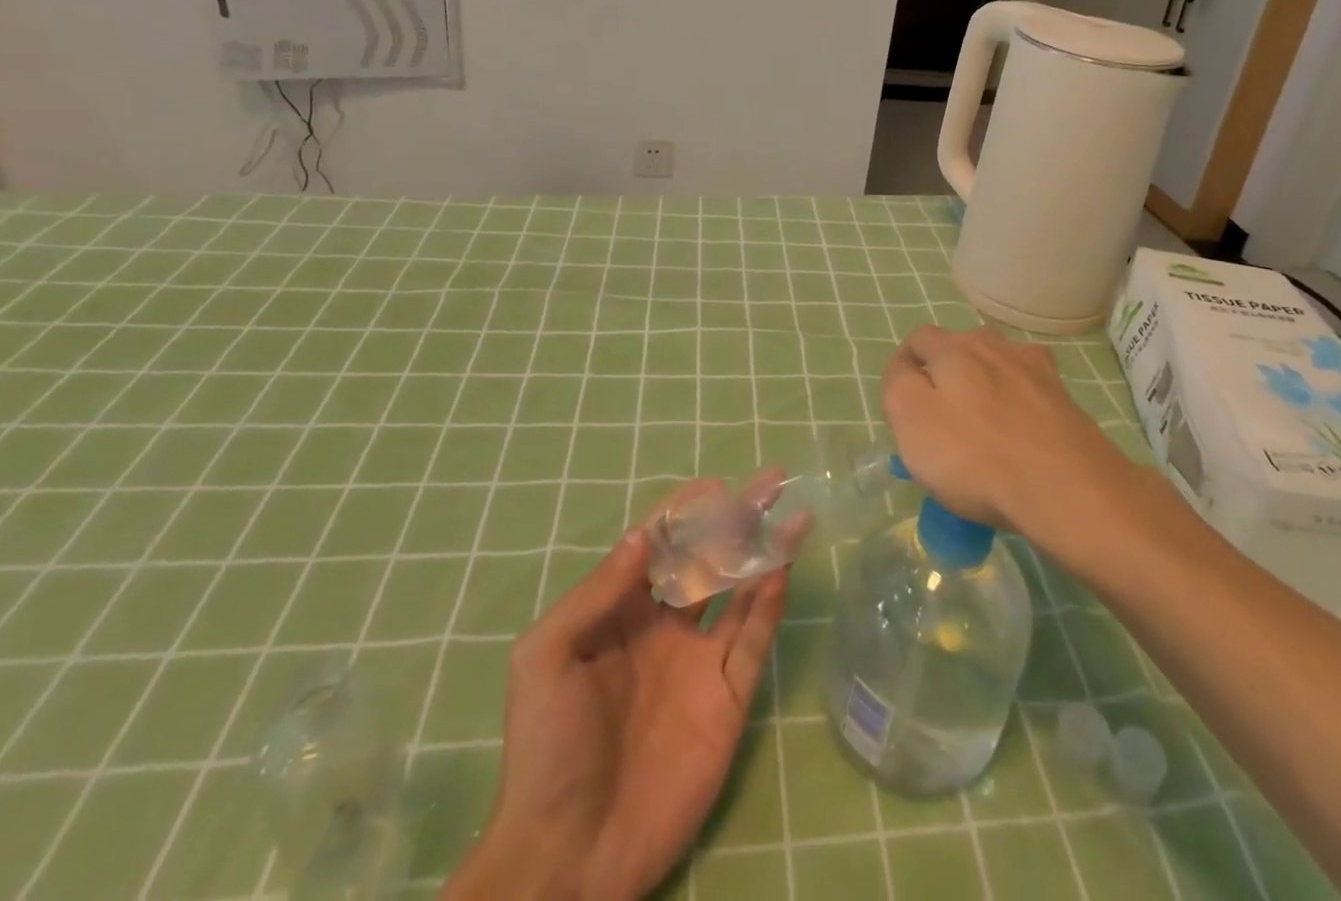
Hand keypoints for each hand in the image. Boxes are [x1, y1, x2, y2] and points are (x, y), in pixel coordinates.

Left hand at [445, 520, 787, 900]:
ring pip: (740, 592)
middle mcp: (665, 626)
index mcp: (621, 611)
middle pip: (708, 558)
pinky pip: (753, 640)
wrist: (569, 857)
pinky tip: (782, 568)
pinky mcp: (728, 699)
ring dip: (765, 552)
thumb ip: (597, 591)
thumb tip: (642, 535)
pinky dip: (769, 603)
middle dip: (737, 519)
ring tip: (793, 514)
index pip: (659, 545)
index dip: (686, 512)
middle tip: (771, 482)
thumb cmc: (548, 747)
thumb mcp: (547, 656)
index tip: (716, 485)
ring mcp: (700, 661)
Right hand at [881, 325, 1119, 535]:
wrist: (1067, 488)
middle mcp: (996, 345)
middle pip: (960, 350)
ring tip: (982, 428)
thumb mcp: (910, 419)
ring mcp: (1037, 370)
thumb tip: (905, 368)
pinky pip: (1029, 392)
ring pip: (998, 367)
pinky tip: (1019, 431)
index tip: (902, 404)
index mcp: (954, 347)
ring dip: (985, 387)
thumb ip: (898, 384)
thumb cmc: (974, 455)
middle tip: (940, 420)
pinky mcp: (1065, 399)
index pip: (919, 339)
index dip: (905, 365)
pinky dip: (1018, 405)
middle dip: (946, 375)